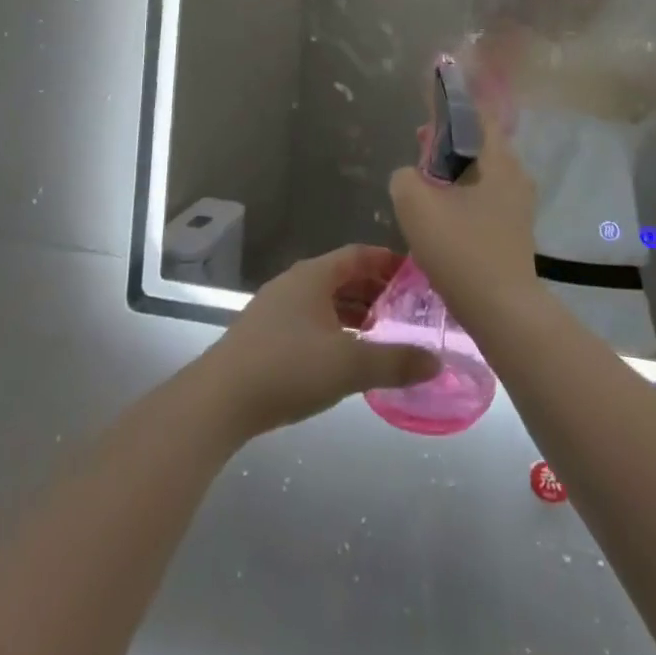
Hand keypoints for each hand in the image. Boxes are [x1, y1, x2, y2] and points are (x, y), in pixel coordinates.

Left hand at [200, 246, 440, 439]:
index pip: (360, 254)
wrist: (218, 400)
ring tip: (384, 333)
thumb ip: (395, 361)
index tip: (417, 276)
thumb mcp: (349, 364)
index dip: (389, 262)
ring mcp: (276, 307)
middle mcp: (295, 282)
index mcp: (314, 275)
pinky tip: (345, 355)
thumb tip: (436, 361)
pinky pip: (310, 320)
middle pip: (343, 276)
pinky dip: (334, 329)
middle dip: (376, 290)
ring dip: (355, 312)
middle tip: (408, 309)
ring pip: (325, 300)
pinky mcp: (264, 334)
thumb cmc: (288, 367)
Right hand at [389, 106, 538, 324]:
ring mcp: (519, 204)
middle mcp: (515, 174)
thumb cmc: (460, 249)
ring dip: (454, 174)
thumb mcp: (414, 204)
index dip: (449, 110)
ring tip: (425, 187)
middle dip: (447, 144)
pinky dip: (464, 197)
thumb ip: (404, 177)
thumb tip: (411, 176)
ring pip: (481, 174)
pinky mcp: (516, 230)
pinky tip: (443, 218)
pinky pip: (486, 198)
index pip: (477, 115)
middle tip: (419, 153)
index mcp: (498, 158)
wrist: (503, 311)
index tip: (425, 117)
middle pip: (478, 145)